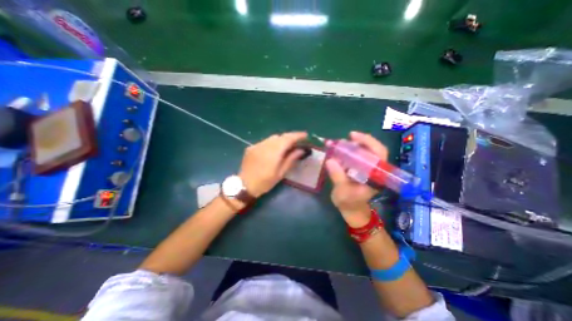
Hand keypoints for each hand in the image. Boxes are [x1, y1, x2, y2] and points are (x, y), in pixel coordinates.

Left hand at [239, 131, 308, 195]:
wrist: (244, 185)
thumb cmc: (265, 182)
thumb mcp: (280, 173)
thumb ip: (291, 159)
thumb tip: (301, 150)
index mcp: (273, 152)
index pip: (288, 138)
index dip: (297, 136)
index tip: (305, 135)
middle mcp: (264, 145)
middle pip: (280, 136)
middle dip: (290, 137)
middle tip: (297, 142)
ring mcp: (256, 145)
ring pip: (272, 138)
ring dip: (281, 140)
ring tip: (286, 147)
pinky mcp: (251, 147)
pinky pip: (265, 142)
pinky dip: (272, 143)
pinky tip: (273, 151)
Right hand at [326, 131, 388, 227]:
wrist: (352, 209)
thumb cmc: (349, 203)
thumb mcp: (342, 192)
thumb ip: (337, 177)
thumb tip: (330, 160)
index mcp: (376, 176)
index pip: (379, 154)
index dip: (368, 142)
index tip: (353, 136)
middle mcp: (375, 170)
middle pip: (373, 149)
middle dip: (359, 141)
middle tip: (343, 140)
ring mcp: (368, 169)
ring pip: (365, 151)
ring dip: (352, 146)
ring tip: (339, 144)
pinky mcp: (361, 169)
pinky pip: (358, 156)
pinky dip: (349, 151)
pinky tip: (339, 151)